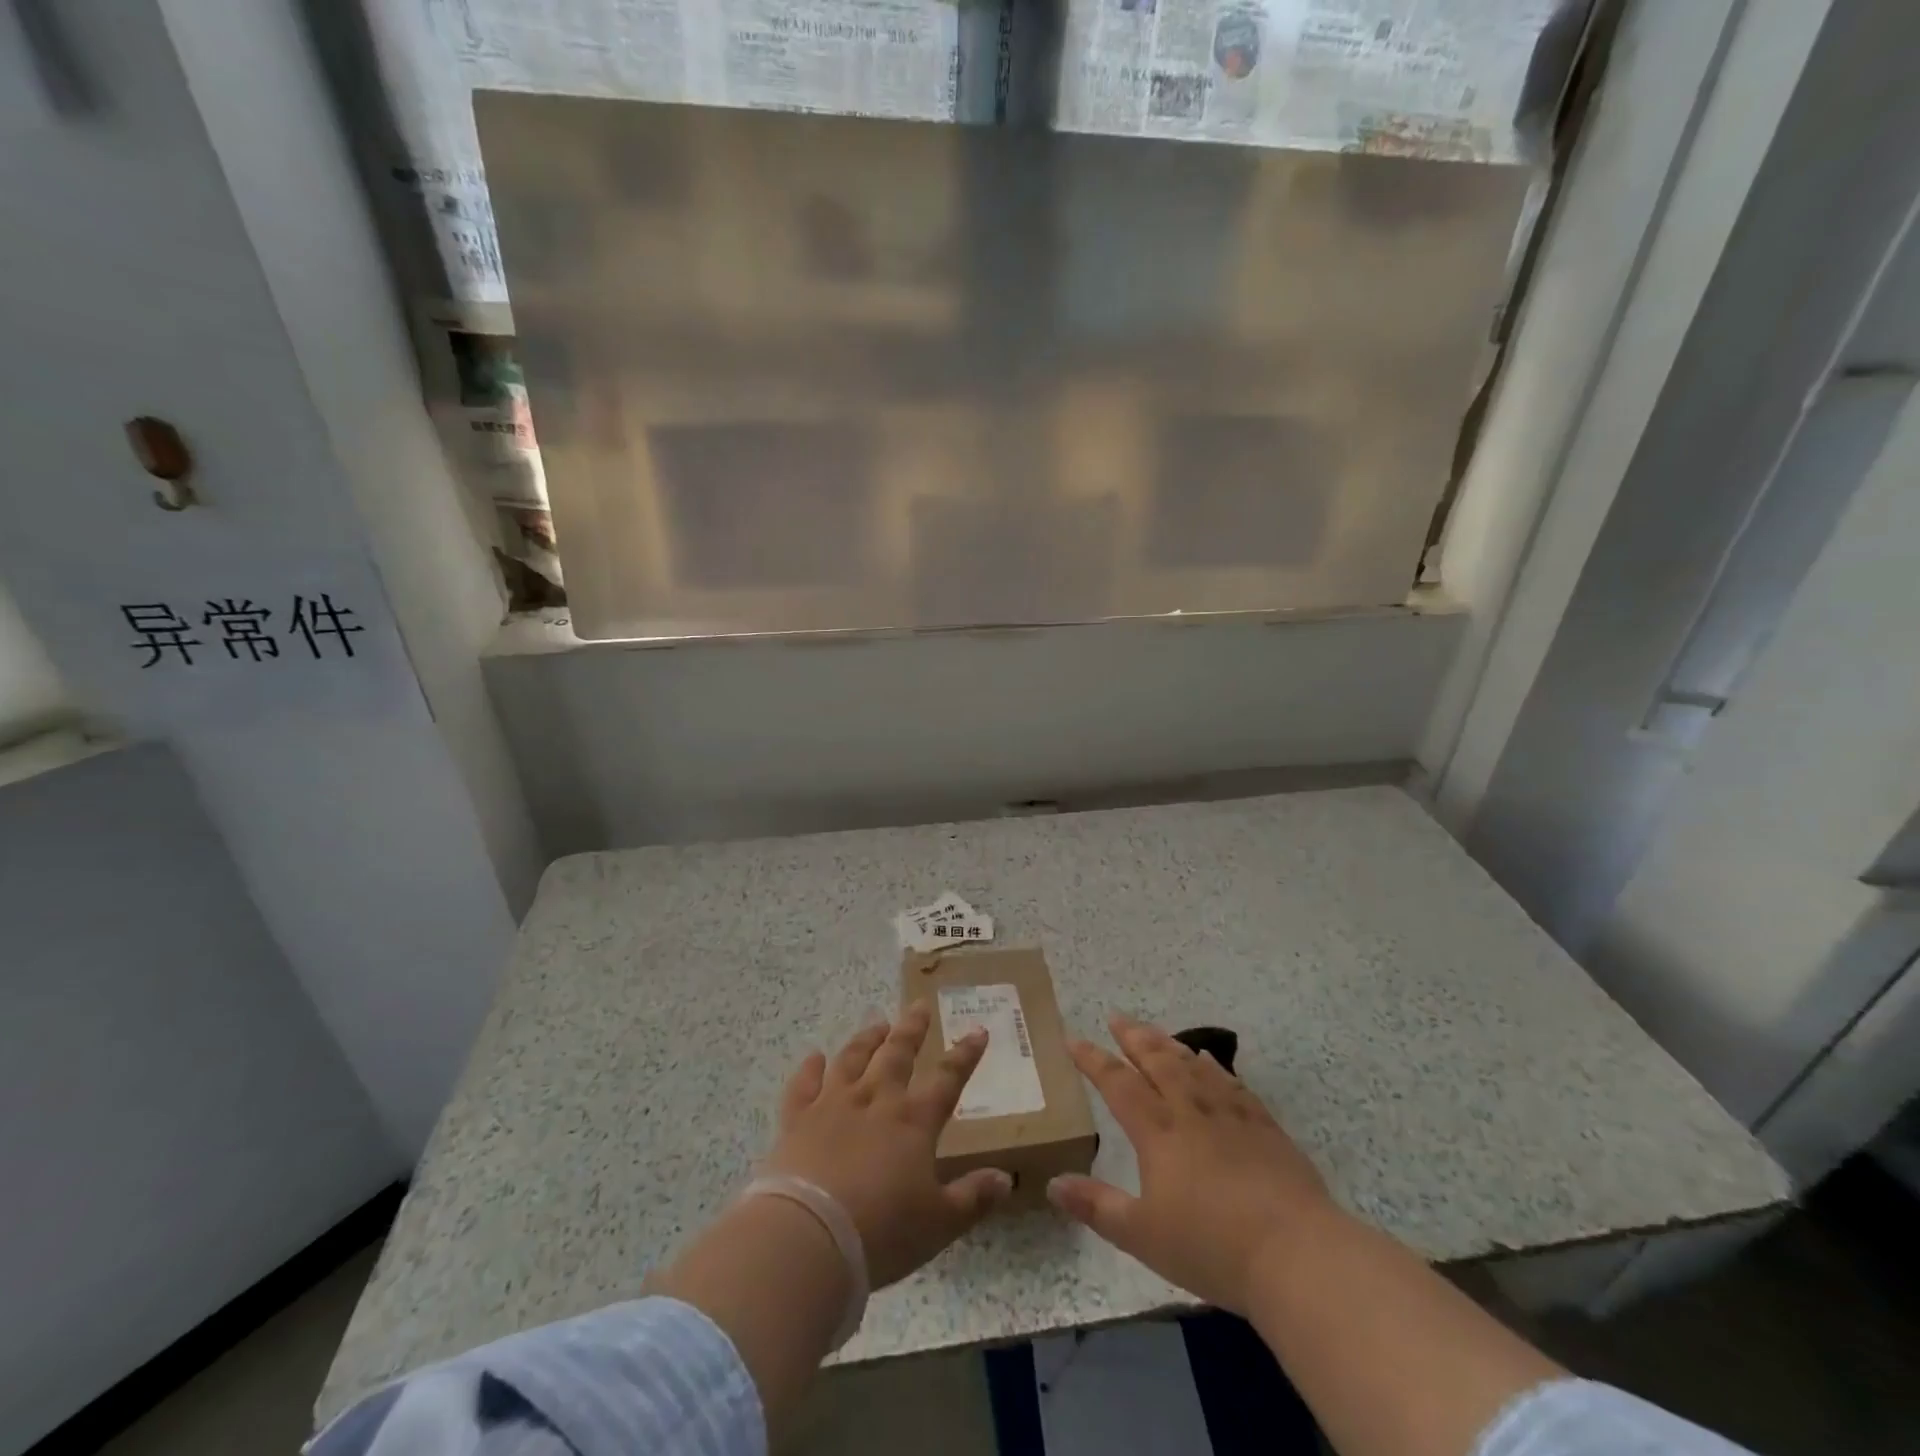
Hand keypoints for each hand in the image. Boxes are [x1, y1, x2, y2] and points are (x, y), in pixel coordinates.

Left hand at [762, 1002, 1013, 1286]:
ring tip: (877, 1024)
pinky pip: (804, 1085)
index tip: (978, 1031)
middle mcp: (875, 1101)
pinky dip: (809, 1069)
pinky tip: (814, 1057)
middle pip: (896, 1055)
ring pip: (852, 1060)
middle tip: (919, 1005)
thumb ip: (973, 1198)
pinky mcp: (797, 1119)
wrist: (809, 1237)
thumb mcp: (939, 1224)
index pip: (947, 1080)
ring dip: (866, 1040)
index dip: (965, 1056)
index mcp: (913, 1122)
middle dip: (912, 1029)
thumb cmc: (882, 1233)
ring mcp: (833, 1105)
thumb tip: (1006, 1178)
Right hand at [1048, 1012, 1341, 1313]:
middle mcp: (1190, 1110)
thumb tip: (1052, 1184)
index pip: (1117, 1083)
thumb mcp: (1142, 1236)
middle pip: (1156, 1060)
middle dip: (1132, 1037)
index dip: (1093, 1060)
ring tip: (1153, 1031)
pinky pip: (1231, 1082)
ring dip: (1168, 1043)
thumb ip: (1097, 1206)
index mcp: (1157, 1131)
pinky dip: (1213, 1066)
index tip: (1073, 1039)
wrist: (1295, 1253)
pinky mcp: (1263, 1126)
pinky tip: (1208, 1059)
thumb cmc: (1212, 1246)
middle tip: (1116, 1017)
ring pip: (1192, 1064)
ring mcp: (1230, 1114)